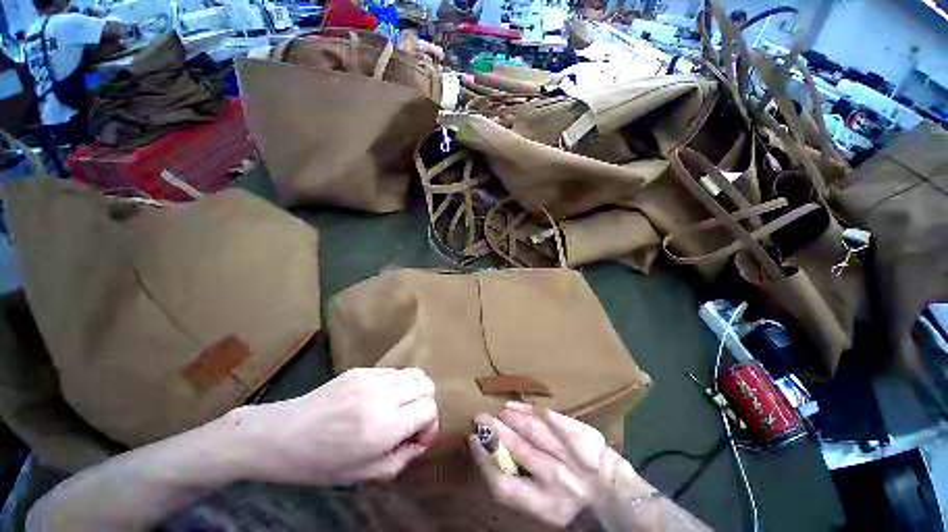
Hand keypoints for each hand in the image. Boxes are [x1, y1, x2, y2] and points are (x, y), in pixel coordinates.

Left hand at [230, 368, 437, 485]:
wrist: (281, 436)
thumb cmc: (321, 464)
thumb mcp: (365, 476)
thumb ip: (403, 457)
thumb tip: (422, 439)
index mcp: (383, 428)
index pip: (429, 408)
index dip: (430, 423)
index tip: (418, 436)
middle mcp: (383, 396)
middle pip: (427, 385)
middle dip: (426, 404)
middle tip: (411, 421)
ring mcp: (372, 378)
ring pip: (415, 373)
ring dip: (414, 391)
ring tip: (399, 407)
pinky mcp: (362, 370)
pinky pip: (395, 371)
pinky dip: (398, 385)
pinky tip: (380, 399)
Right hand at [469, 402, 651, 528]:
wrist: (625, 504)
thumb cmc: (582, 514)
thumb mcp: (549, 511)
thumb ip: (524, 488)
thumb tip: (499, 460)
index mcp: (545, 506)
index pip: (503, 484)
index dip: (483, 461)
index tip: (472, 442)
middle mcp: (555, 479)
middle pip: (515, 449)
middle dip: (493, 431)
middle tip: (479, 417)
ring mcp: (571, 454)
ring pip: (532, 430)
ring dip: (510, 418)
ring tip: (497, 410)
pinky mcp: (583, 436)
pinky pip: (553, 419)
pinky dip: (532, 411)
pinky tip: (518, 405)